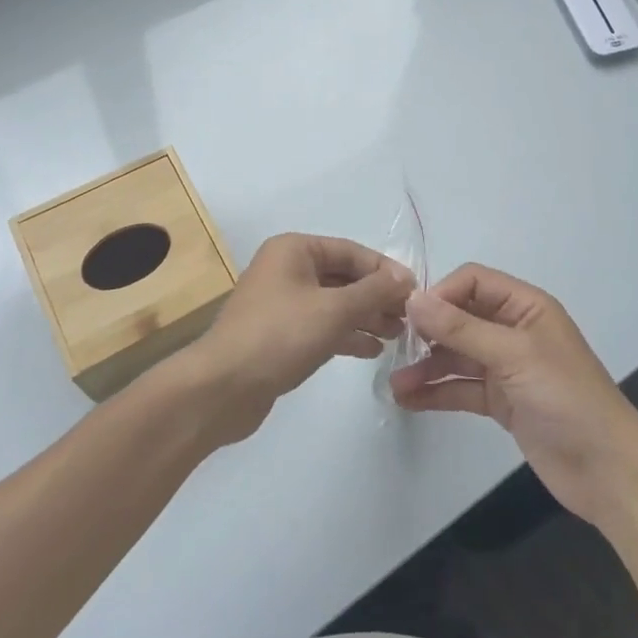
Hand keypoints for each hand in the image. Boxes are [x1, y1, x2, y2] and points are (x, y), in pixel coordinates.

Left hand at [178, 233, 413, 443]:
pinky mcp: (280, 334)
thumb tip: (406, 277)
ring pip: (334, 303)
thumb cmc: (280, 335)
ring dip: (365, 316)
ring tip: (397, 335)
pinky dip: (346, 334)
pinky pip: (321, 325)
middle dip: (376, 296)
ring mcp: (281, 303)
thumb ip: (374, 291)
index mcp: (294, 250)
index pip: (350, 251)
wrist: (223, 387)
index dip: (384, 270)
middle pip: (343, 277)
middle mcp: (286, 269)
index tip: (414, 292)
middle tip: (409, 318)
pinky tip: (371, 350)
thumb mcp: (334, 309)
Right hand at [389, 264, 637, 528]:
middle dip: (428, 332)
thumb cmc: (566, 398)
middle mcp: (514, 330)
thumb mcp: (513, 355)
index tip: (410, 317)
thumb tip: (413, 299)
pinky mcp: (502, 401)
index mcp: (526, 306)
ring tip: (394, 386)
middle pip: (461, 317)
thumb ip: (461, 328)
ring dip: (426, 366)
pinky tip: (409, 401)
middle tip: (394, 349)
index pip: (473, 282)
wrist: (609, 472)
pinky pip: (462, 387)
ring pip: (457, 355)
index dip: (441, 294)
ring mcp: (508, 367)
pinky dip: (437, 392)